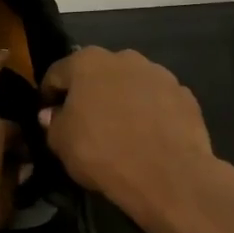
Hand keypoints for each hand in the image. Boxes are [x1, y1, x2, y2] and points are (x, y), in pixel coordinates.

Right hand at [39, 46, 223, 232]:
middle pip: (97, 74)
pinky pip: (157, 102)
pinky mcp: (185, 95)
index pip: (57, 73)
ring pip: (130, 85)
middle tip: (85, 122)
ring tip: (120, 131)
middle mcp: (124, 57)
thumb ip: (52, 123)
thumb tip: (53, 113)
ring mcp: (159, 74)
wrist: (168, 175)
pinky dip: (149, 113)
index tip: (48, 115)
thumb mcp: (61, 143)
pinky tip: (148, 138)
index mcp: (87, 62)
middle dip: (89, 93)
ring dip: (122, 101)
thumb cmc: (102, 153)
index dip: (49, 95)